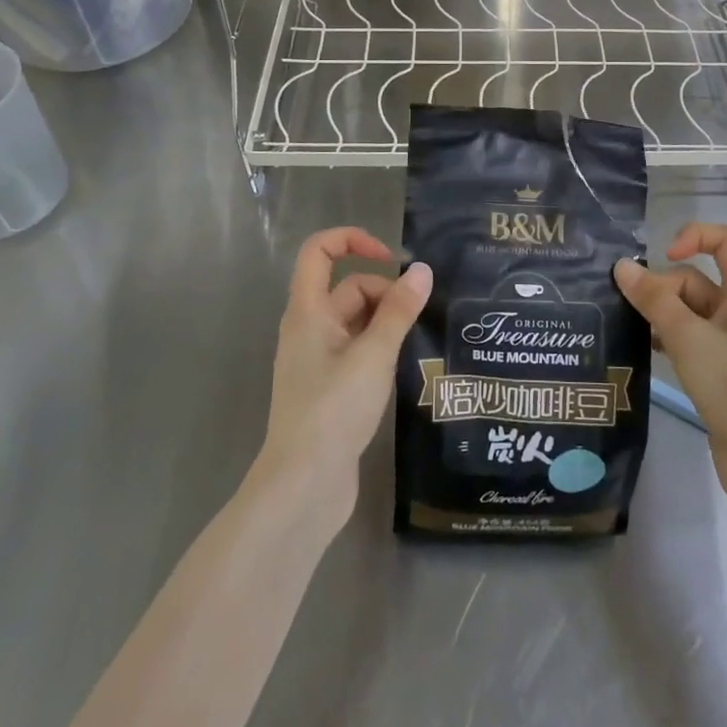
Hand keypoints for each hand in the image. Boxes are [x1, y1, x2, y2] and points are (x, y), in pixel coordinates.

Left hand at [256, 227, 431, 532]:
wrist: (303, 486)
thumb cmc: (333, 410)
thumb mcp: (373, 355)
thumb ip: (399, 311)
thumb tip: (423, 270)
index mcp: (308, 311)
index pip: (319, 251)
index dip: (353, 240)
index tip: (391, 259)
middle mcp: (309, 329)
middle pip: (347, 288)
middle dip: (384, 293)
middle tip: (417, 318)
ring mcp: (317, 360)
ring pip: (355, 321)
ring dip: (386, 322)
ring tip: (418, 341)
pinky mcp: (329, 387)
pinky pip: (357, 350)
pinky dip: (380, 347)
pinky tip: (403, 366)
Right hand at [614, 223, 726, 515]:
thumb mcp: (690, 338)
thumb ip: (654, 301)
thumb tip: (622, 267)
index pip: (725, 241)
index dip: (694, 236)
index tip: (663, 256)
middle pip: (694, 281)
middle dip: (661, 289)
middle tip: (632, 312)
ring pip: (685, 313)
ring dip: (657, 315)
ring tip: (623, 327)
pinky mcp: (718, 374)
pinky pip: (685, 342)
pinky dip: (663, 341)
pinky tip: (639, 352)